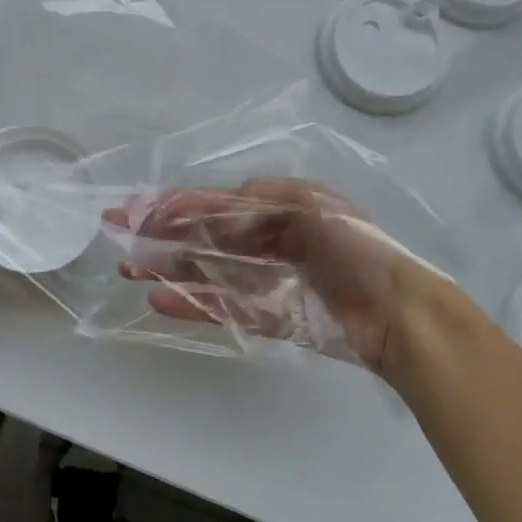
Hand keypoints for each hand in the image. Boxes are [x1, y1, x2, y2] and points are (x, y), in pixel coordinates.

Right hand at [108, 178, 460, 382]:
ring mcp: (270, 281)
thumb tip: (207, 207)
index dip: (176, 204)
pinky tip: (161, 299)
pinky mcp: (274, 318)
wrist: (402, 315)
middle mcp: (270, 240)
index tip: (137, 209)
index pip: (217, 203)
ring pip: (208, 272)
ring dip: (169, 269)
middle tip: (119, 237)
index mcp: (280, 208)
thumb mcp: (310, 206)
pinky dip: (193, 303)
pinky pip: (225, 308)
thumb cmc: (356, 249)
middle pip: (206, 237)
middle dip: (163, 235)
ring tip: (129, 268)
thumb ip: (254, 204)